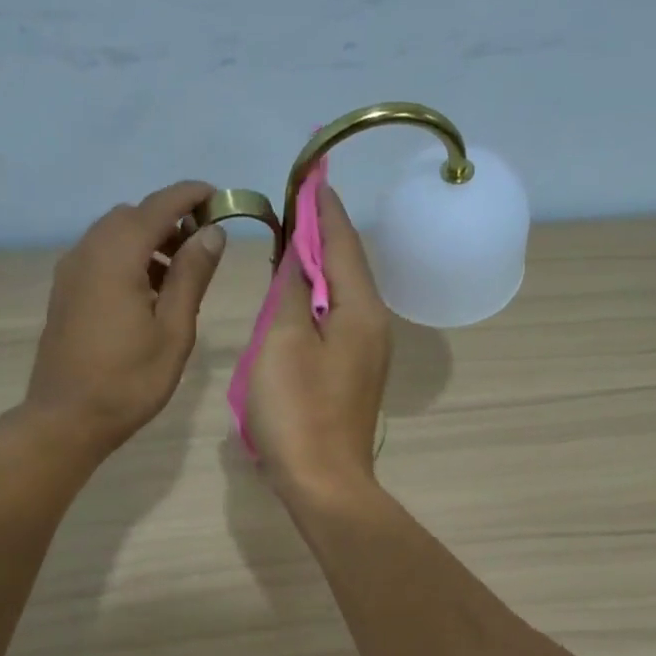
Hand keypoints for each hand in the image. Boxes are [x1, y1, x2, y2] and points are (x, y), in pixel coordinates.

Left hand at [23, 180, 225, 453]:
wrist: (67, 418)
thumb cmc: (129, 381)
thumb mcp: (173, 330)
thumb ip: (191, 276)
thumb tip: (212, 232)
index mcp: (117, 256)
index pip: (158, 206)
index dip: (190, 196)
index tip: (219, 197)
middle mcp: (88, 251)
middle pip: (132, 216)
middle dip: (169, 219)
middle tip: (203, 246)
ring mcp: (71, 271)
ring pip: (113, 235)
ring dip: (148, 240)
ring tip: (180, 274)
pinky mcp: (65, 292)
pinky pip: (100, 256)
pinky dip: (128, 258)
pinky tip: (148, 293)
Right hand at [245, 185, 391, 505]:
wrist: (323, 482)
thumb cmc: (298, 411)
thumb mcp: (283, 342)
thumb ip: (290, 292)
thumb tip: (297, 257)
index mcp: (360, 310)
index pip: (342, 242)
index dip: (323, 207)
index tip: (311, 173)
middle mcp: (372, 325)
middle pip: (345, 266)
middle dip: (321, 233)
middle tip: (294, 204)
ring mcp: (366, 353)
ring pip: (340, 295)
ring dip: (316, 267)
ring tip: (289, 243)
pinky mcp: (352, 375)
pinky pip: (334, 322)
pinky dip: (314, 301)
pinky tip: (293, 299)